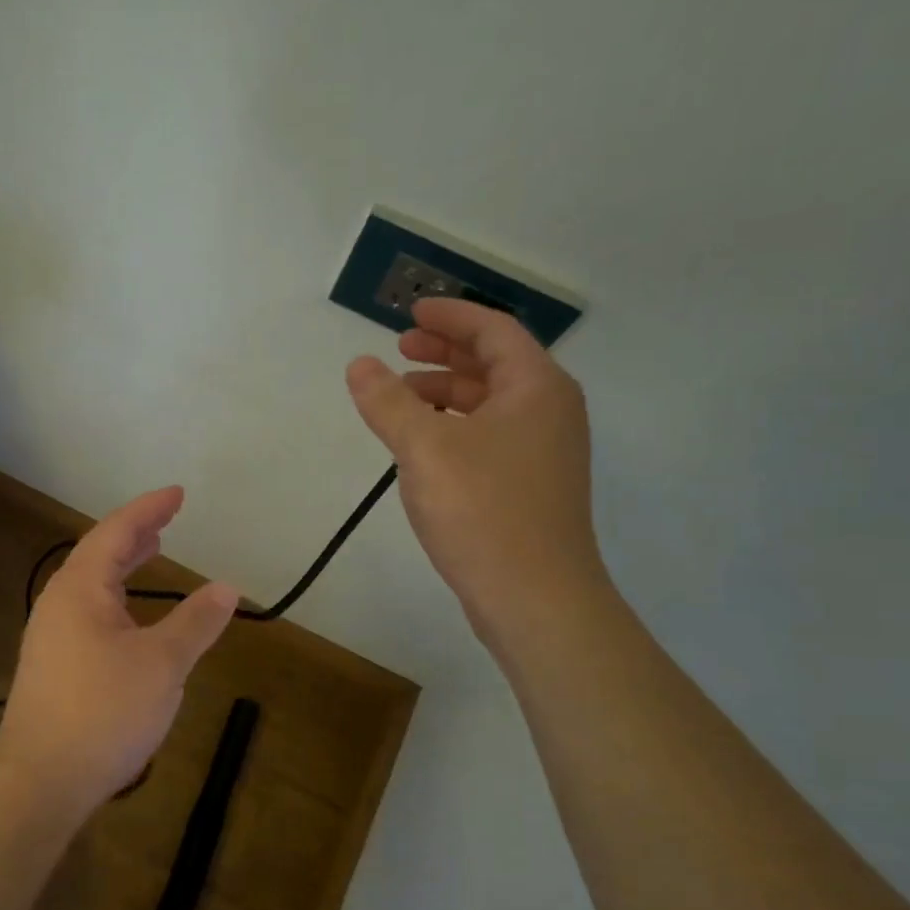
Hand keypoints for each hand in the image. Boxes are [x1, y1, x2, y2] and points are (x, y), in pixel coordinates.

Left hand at [0, 488, 238, 814]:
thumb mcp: (162, 664)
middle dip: (135, 534)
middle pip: (99, 554)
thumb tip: (227, 587)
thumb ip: (196, 622)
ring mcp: (51, 635)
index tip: (178, 494)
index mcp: (80, 588)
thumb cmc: (103, 711)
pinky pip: (89, 612)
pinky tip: (132, 618)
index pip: (117, 532)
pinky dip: (116, 598)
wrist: (40, 781)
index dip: (149, 509)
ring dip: (123, 566)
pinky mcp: (53, 666)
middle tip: (166, 520)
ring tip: (152, 553)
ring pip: (92, 586)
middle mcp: (59, 603)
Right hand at [347, 298, 609, 647]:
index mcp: (536, 388)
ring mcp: (543, 452)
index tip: (410, 313)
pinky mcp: (530, 487)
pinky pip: (489, 436)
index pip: (494, 331)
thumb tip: (360, 364)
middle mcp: (549, 412)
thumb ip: (388, 402)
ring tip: (400, 399)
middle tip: (400, 348)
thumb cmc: (484, 510)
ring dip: (445, 392)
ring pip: (490, 404)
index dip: (450, 317)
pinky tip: (423, 445)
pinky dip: (454, 426)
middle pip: (494, 364)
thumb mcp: (425, 448)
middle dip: (445, 353)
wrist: (535, 597)